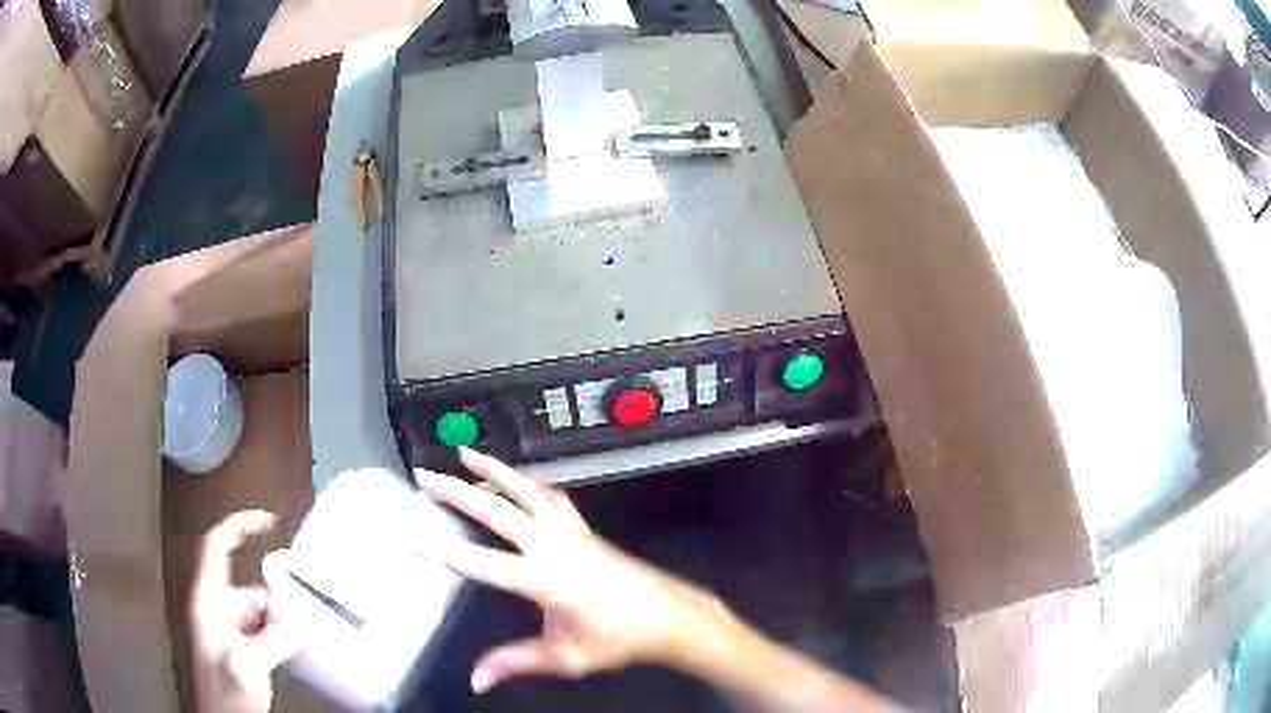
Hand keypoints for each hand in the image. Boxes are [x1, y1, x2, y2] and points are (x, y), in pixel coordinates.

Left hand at [190, 511, 297, 712]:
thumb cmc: (223, 695)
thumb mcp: (247, 666)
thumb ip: (270, 638)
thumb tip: (291, 617)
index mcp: (208, 601)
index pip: (217, 546)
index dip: (239, 526)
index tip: (266, 521)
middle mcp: (216, 608)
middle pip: (249, 586)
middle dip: (274, 601)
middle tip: (293, 623)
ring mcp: (227, 627)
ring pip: (259, 611)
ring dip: (277, 624)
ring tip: (288, 646)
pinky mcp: (239, 644)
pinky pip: (262, 629)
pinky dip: (277, 636)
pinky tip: (283, 654)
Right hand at [413, 449, 730, 694]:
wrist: (670, 616)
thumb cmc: (619, 640)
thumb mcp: (566, 658)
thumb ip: (516, 663)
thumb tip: (476, 681)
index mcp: (544, 580)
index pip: (480, 563)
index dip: (440, 551)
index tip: (409, 538)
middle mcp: (553, 547)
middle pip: (497, 511)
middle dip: (456, 491)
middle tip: (424, 476)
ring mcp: (571, 533)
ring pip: (526, 492)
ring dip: (495, 471)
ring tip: (466, 453)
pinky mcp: (585, 530)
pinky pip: (553, 498)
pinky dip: (531, 483)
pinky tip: (518, 477)